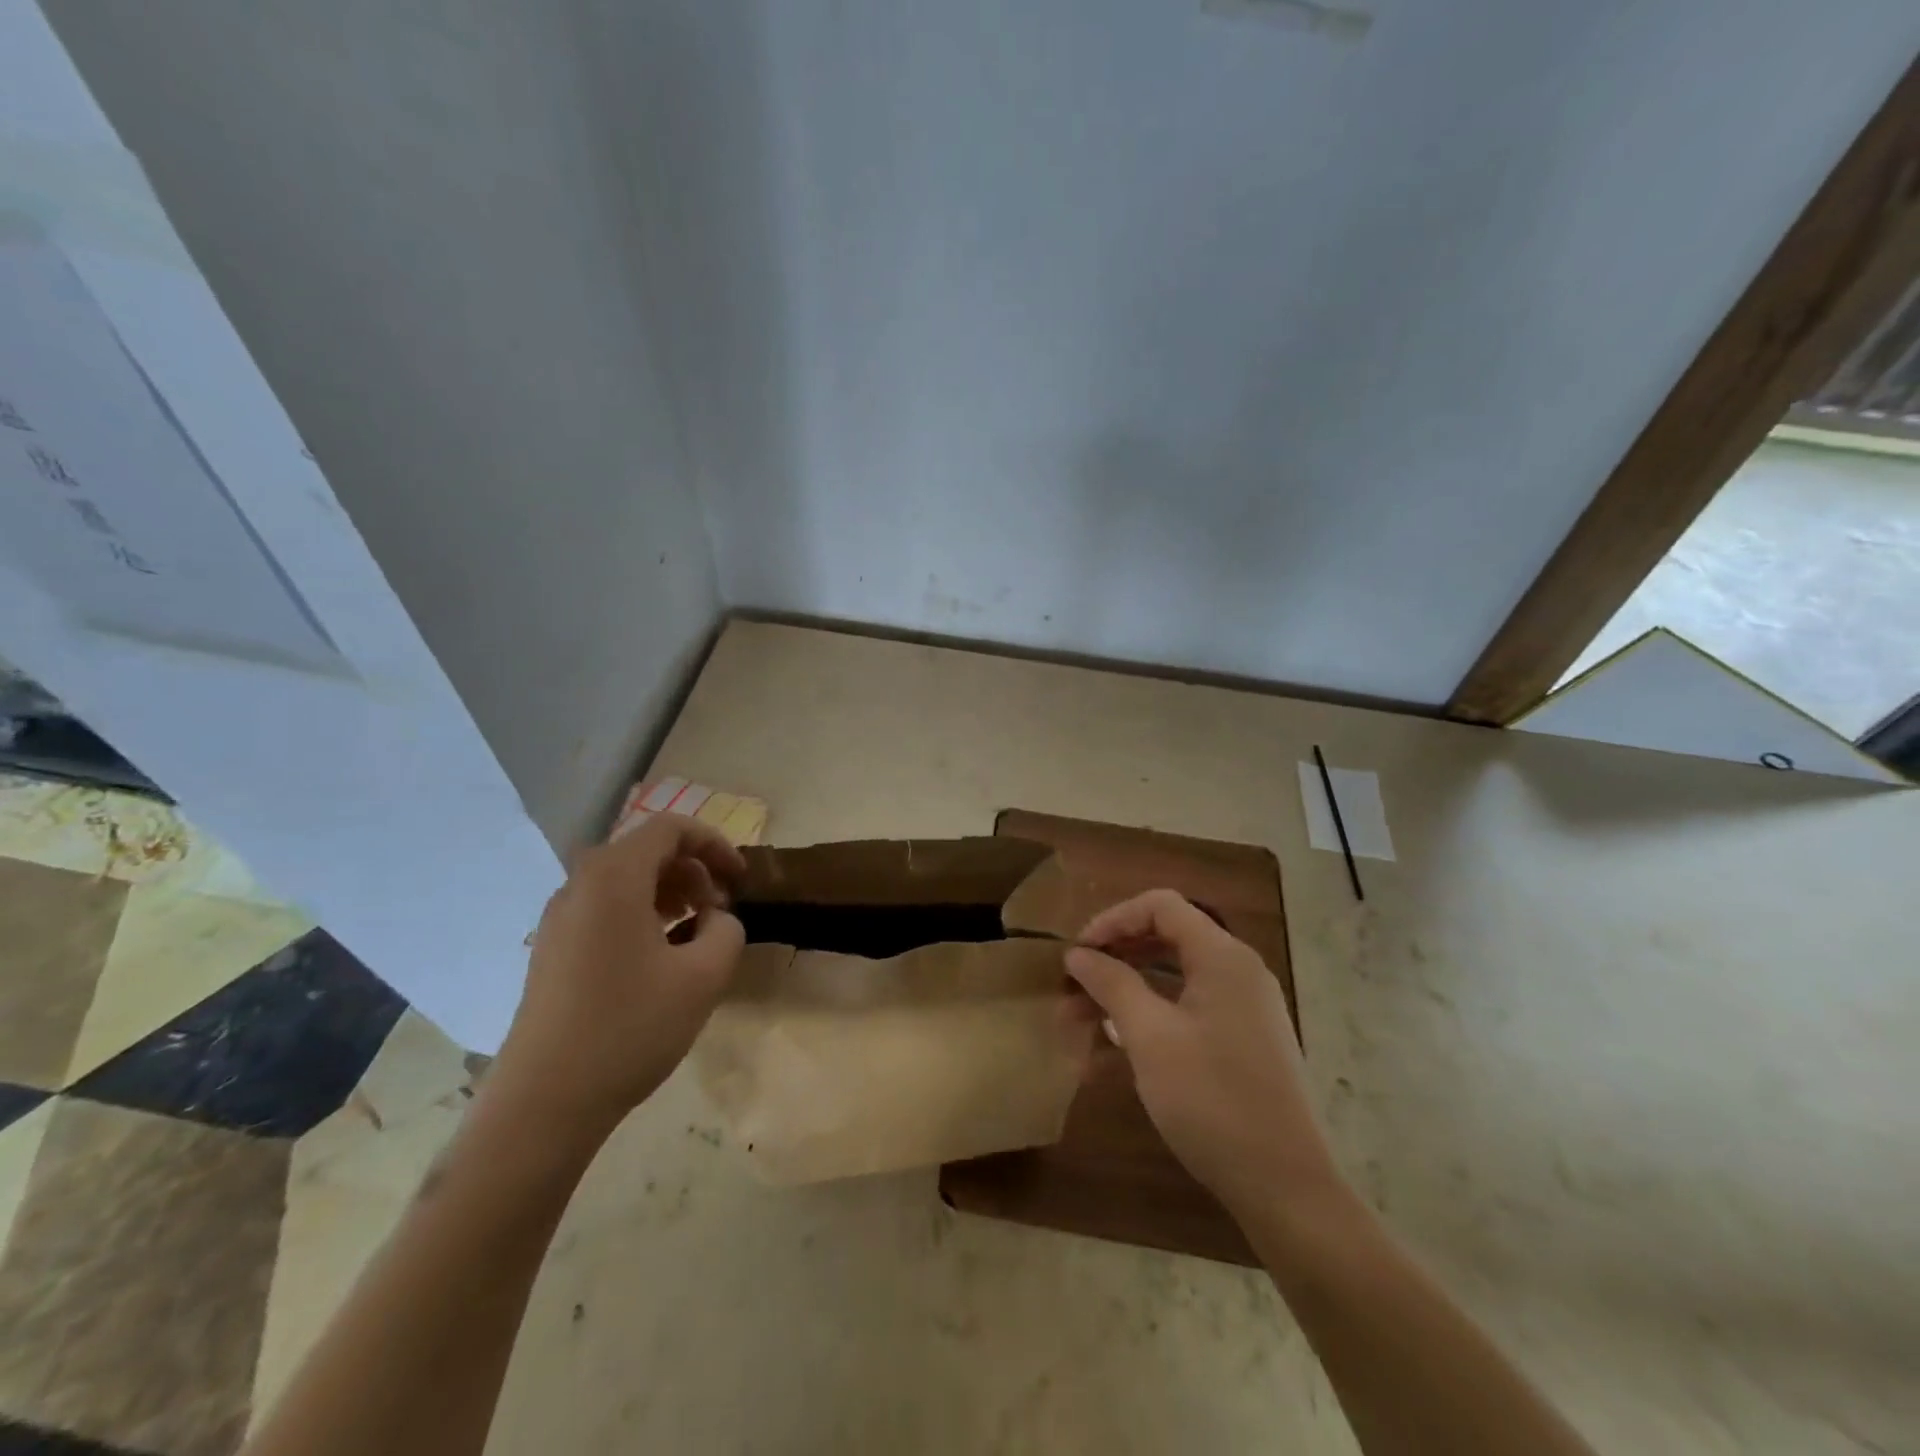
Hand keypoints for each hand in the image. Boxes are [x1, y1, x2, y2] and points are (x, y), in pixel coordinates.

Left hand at [489, 815, 746, 1135]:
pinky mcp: (552, 950)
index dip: (715, 845)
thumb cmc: (630, 1027)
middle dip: (694, 870)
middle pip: (647, 851)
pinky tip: (661, 957)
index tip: (741, 880)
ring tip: (696, 931)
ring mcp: (559, 918)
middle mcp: (580, 885)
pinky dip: (642, 914)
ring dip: (670, 893)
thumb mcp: (704, 976)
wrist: (544, 1102)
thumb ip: (727, 929)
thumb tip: (715, 919)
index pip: (671, 829)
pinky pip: (605, 909)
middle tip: (721, 910)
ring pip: (625, 881)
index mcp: (614, 877)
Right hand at [1065, 889, 1340, 1221]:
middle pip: (1166, 937)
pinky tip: (1114, 1048)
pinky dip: (1149, 1017)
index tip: (1077, 953)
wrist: (1285, 1187)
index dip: (1113, 919)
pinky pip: (1187, 1009)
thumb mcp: (1150, 1038)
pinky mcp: (1242, 1040)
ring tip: (1081, 1020)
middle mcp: (1238, 971)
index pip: (1160, 906)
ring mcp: (1243, 1007)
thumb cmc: (1212, 1100)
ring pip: (1172, 977)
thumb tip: (1078, 954)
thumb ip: (1112, 984)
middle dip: (1115, 956)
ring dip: (1125, 991)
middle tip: (1073, 984)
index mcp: (1223, 957)